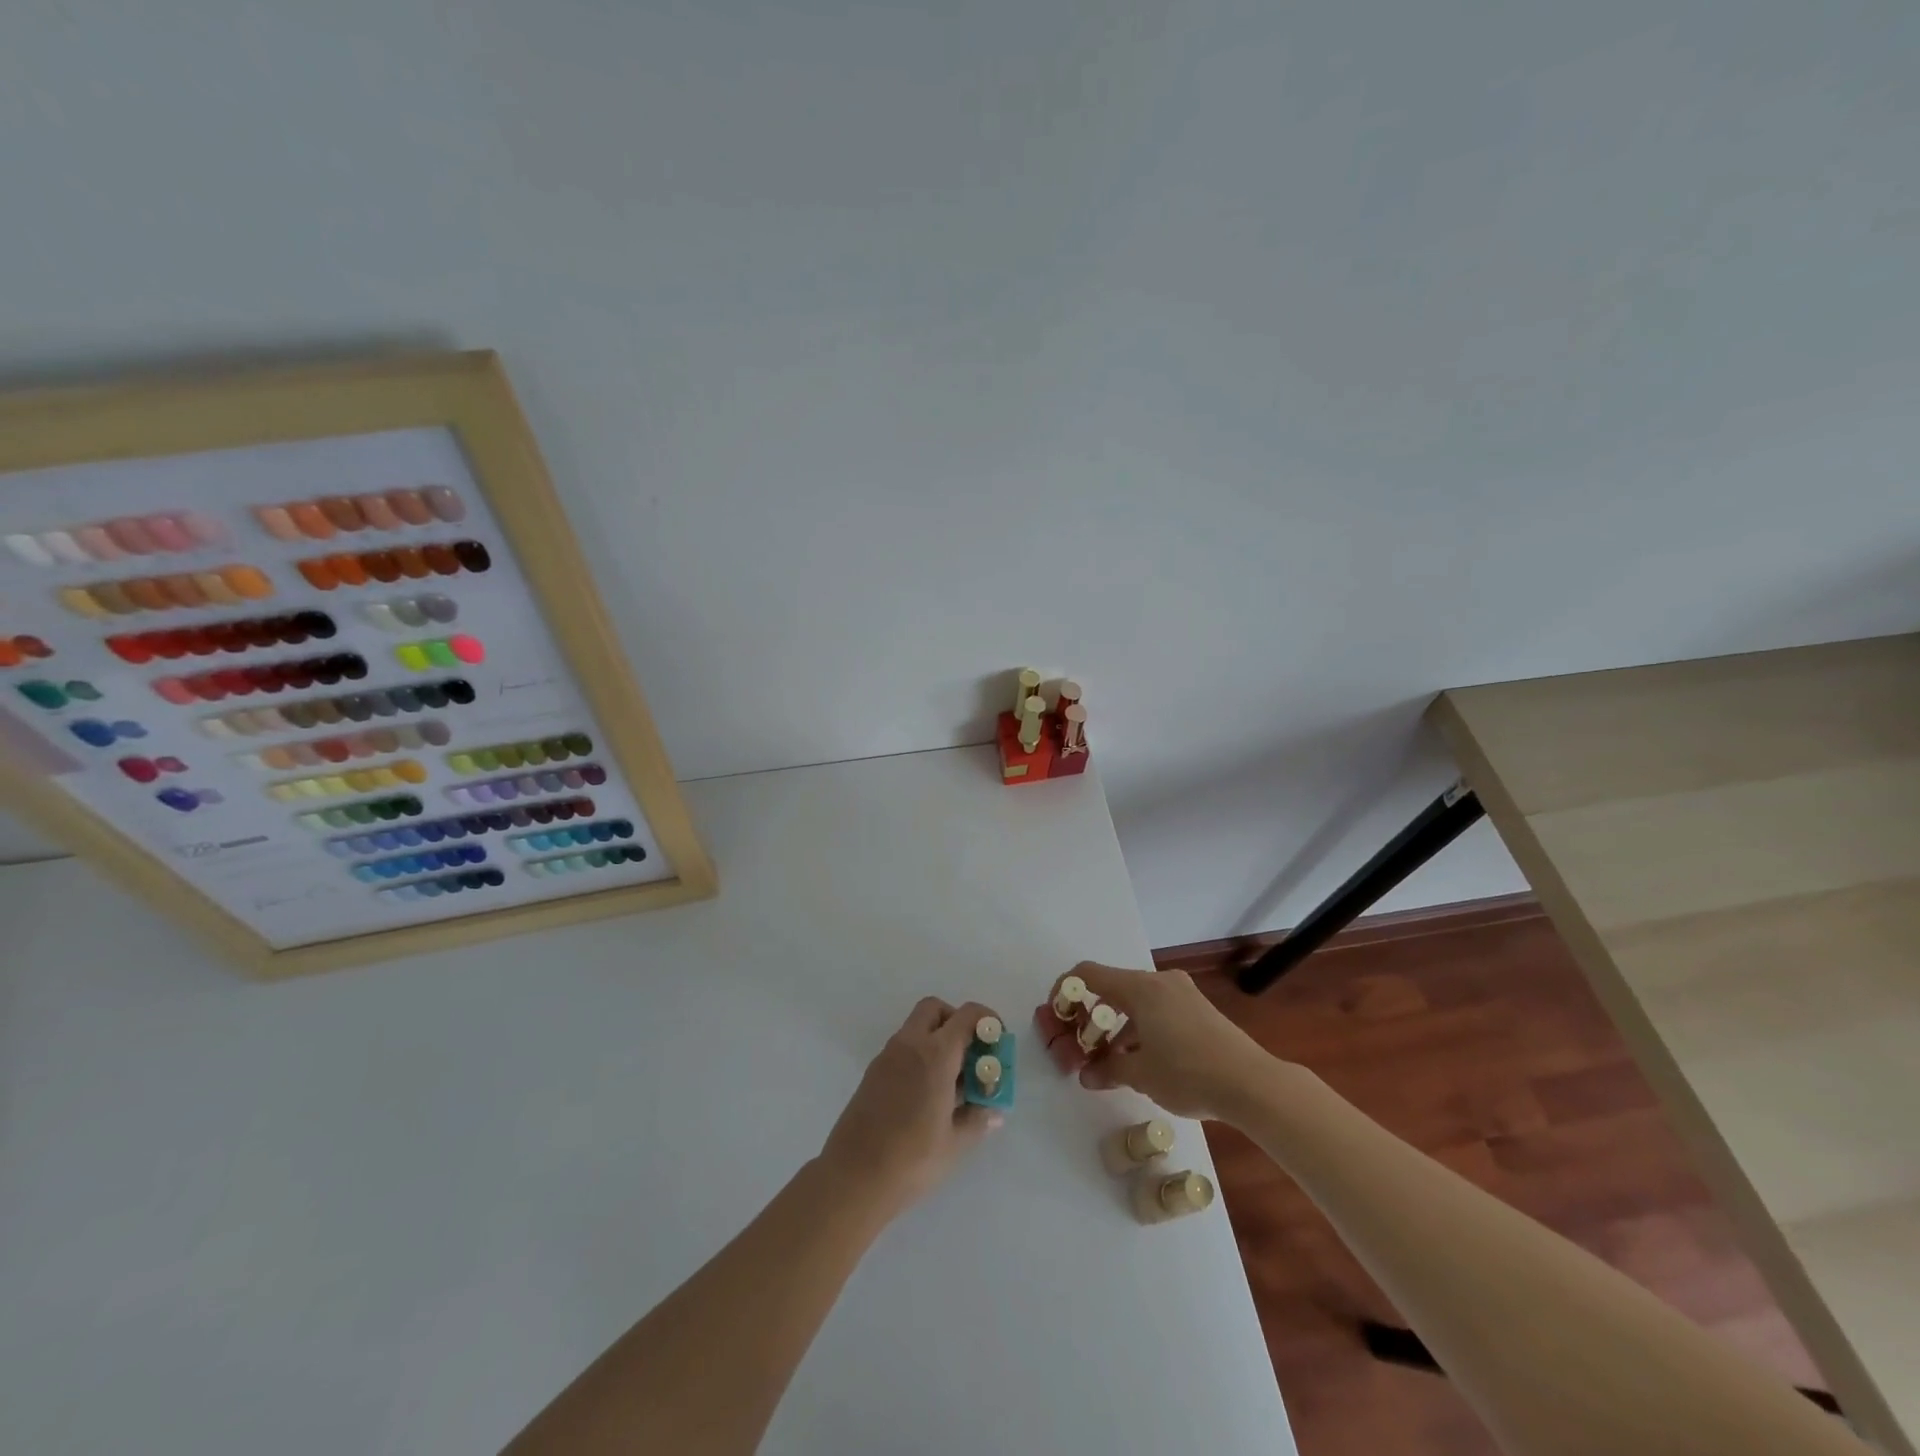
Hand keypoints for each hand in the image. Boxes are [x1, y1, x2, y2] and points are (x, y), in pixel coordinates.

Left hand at [817, 997, 1003, 1220]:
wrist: (853, 1177)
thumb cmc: (911, 1159)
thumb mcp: (955, 1143)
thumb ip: (977, 1119)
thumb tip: (994, 1112)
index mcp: (935, 1055)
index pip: (967, 1016)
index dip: (987, 1020)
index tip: (998, 1041)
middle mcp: (909, 1045)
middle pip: (935, 1009)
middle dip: (957, 1021)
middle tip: (971, 1054)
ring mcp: (887, 1057)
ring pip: (916, 1028)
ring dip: (937, 1039)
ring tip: (953, 1081)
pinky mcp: (873, 1073)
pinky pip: (902, 1049)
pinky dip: (920, 1055)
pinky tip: (928, 1094)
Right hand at [1064, 962, 1277, 1120]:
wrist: (1252, 1083)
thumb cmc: (1188, 1073)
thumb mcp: (1142, 1075)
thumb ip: (1108, 1070)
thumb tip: (1086, 1075)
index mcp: (1141, 988)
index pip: (1090, 974)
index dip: (1066, 990)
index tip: (1056, 1016)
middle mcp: (1159, 982)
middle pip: (1112, 988)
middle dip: (1091, 1016)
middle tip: (1081, 1046)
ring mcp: (1182, 994)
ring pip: (1135, 1001)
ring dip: (1116, 1026)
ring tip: (1110, 1062)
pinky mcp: (1198, 1009)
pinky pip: (1157, 1009)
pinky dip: (1140, 1028)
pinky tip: (1141, 1060)